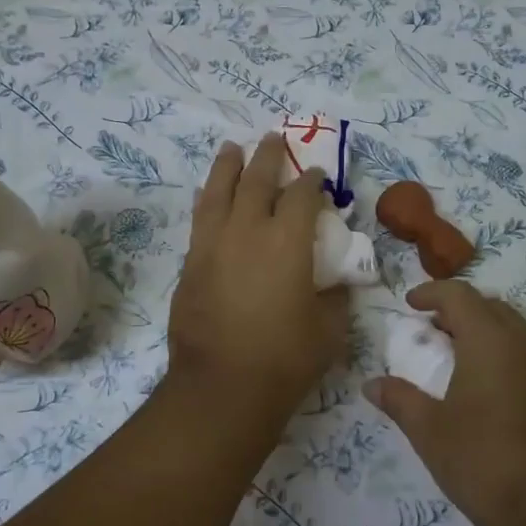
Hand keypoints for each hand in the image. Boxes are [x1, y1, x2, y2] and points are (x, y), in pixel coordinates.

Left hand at [168, 135, 350, 429]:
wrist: (222, 387)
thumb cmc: (285, 359)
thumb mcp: (329, 330)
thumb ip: (334, 298)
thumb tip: (334, 284)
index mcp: (288, 242)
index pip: (303, 196)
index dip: (312, 181)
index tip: (317, 174)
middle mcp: (248, 231)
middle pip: (257, 180)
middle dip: (268, 156)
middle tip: (273, 138)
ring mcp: (213, 245)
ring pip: (218, 191)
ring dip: (227, 166)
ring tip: (232, 149)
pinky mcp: (191, 264)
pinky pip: (200, 219)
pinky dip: (208, 201)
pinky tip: (208, 196)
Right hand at [365, 281, 525, 525]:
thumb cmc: (483, 462)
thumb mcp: (430, 431)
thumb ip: (399, 400)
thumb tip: (371, 384)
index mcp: (490, 341)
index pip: (460, 295)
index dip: (431, 293)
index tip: (409, 305)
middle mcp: (523, 344)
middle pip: (490, 306)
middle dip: (457, 309)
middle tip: (429, 330)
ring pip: (512, 328)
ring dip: (481, 329)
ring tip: (453, 355)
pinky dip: (500, 351)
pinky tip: (482, 386)